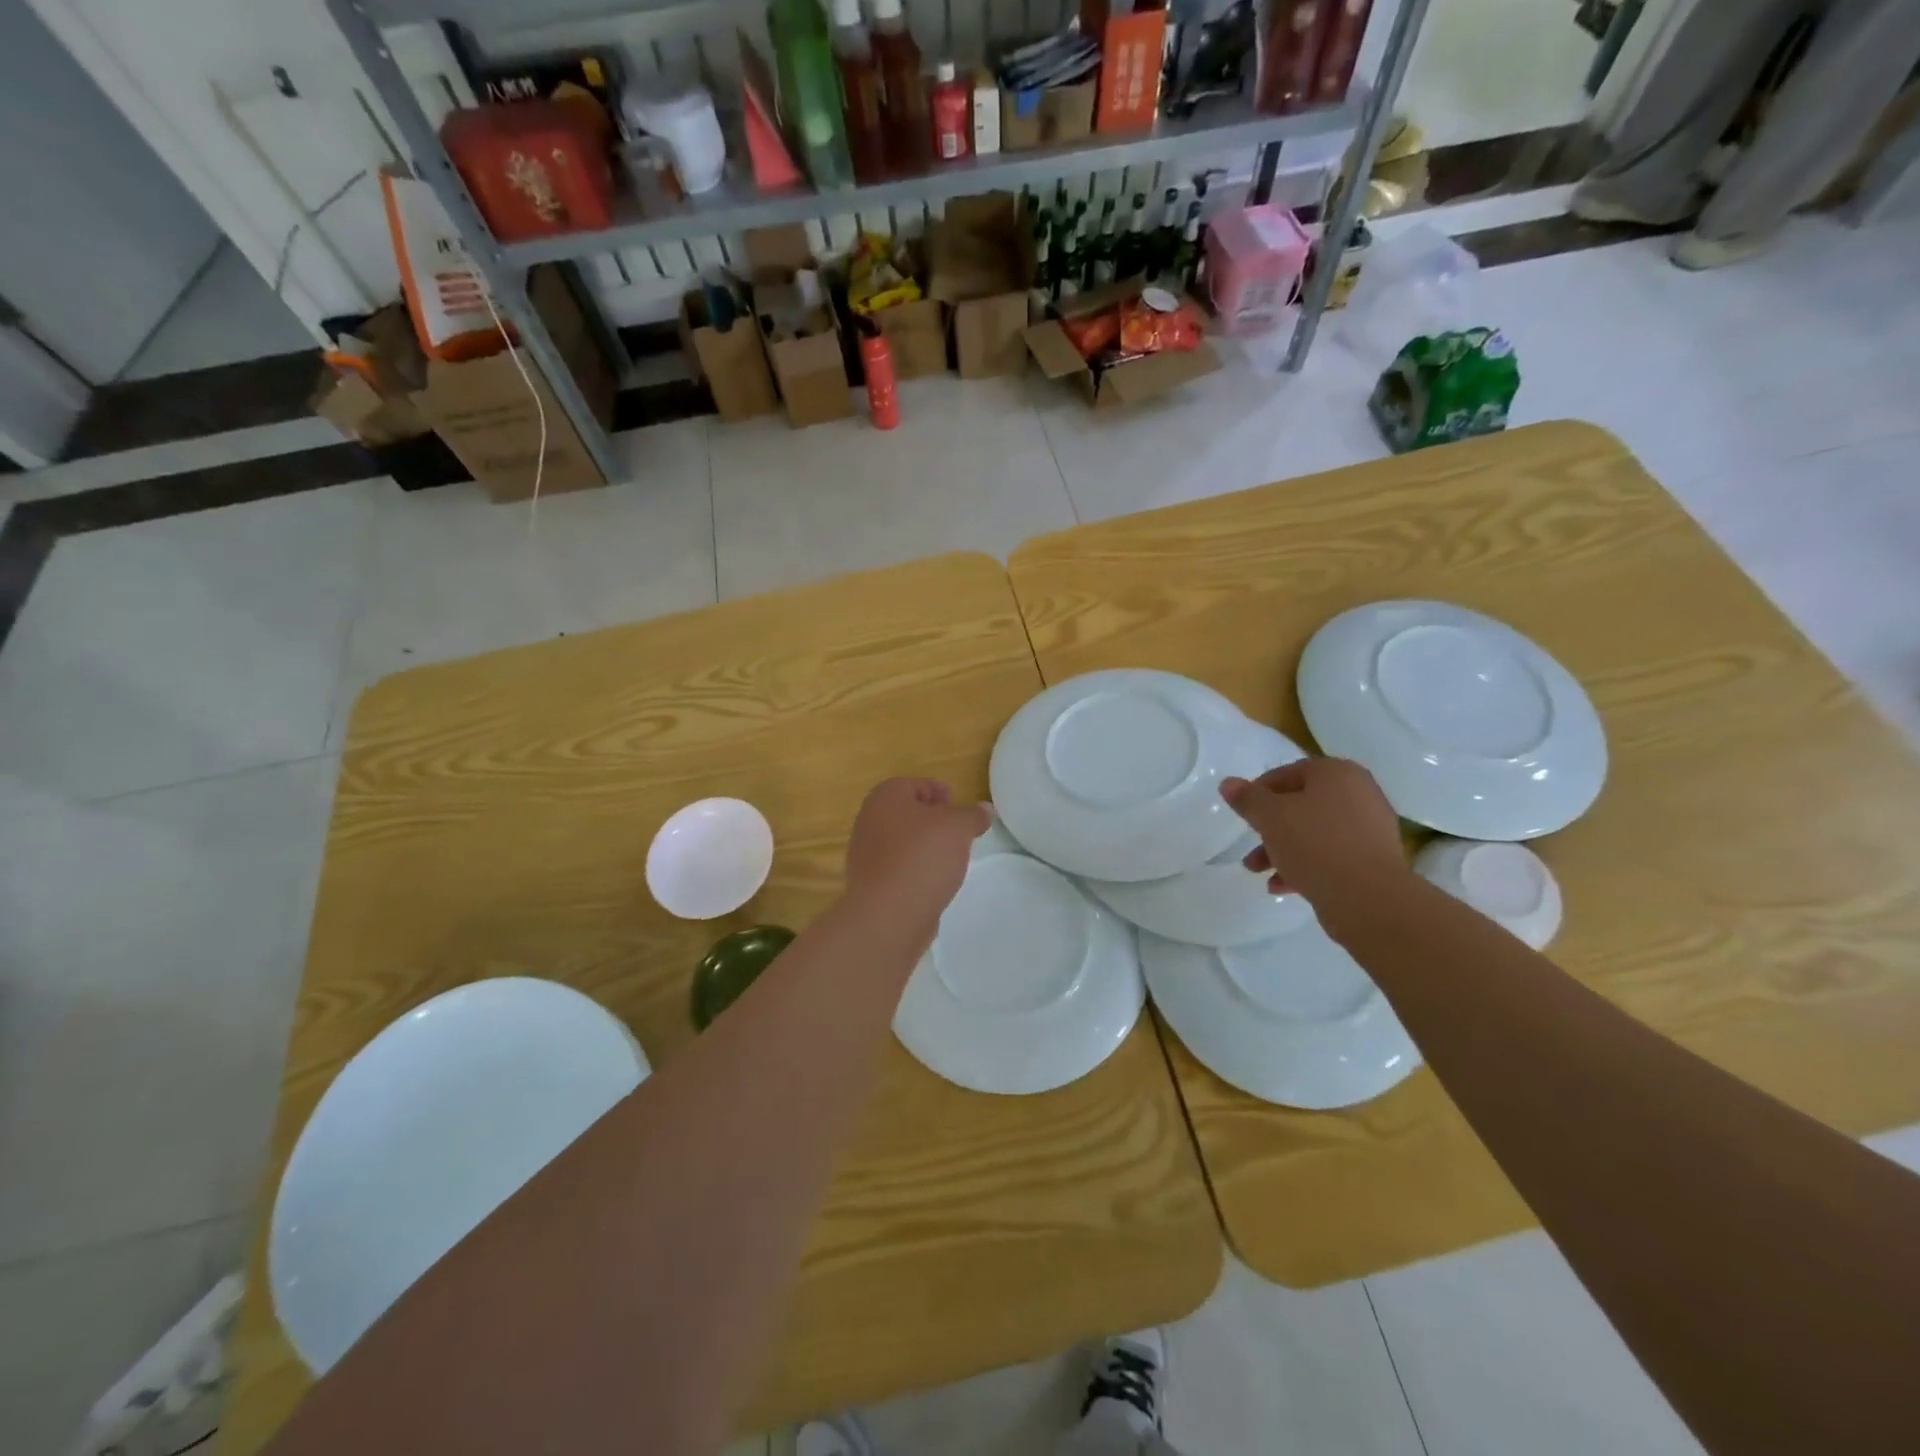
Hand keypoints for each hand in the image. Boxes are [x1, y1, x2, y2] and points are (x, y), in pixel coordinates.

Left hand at [844, 778, 989, 924]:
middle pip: (908, 813)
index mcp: (885, 797)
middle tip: (958, 834)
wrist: (889, 914)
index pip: (916, 784)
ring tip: (950, 861)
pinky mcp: (870, 883)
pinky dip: (915, 870)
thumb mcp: (959, 827)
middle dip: (934, 821)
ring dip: (925, 847)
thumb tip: (982, 810)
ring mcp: (865, 853)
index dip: (941, 793)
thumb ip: (973, 814)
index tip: (961, 811)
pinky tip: (933, 882)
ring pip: (902, 841)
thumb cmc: (923, 856)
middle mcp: (868, 820)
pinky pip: (898, 867)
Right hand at [1221, 758, 1408, 927]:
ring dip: (1282, 850)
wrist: (1368, 898)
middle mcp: (1359, 793)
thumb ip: (1247, 799)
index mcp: (1337, 773)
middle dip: (1270, 828)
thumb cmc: (1315, 844)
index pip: (1288, 773)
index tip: (1243, 814)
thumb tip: (1228, 783)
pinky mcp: (1373, 860)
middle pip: (1301, 805)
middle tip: (1250, 846)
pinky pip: (1331, 855)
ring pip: (1314, 833)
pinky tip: (1281, 886)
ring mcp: (1370, 828)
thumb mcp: (1270, 817)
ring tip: (1258, 872)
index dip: (1259, 792)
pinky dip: (1306, 865)